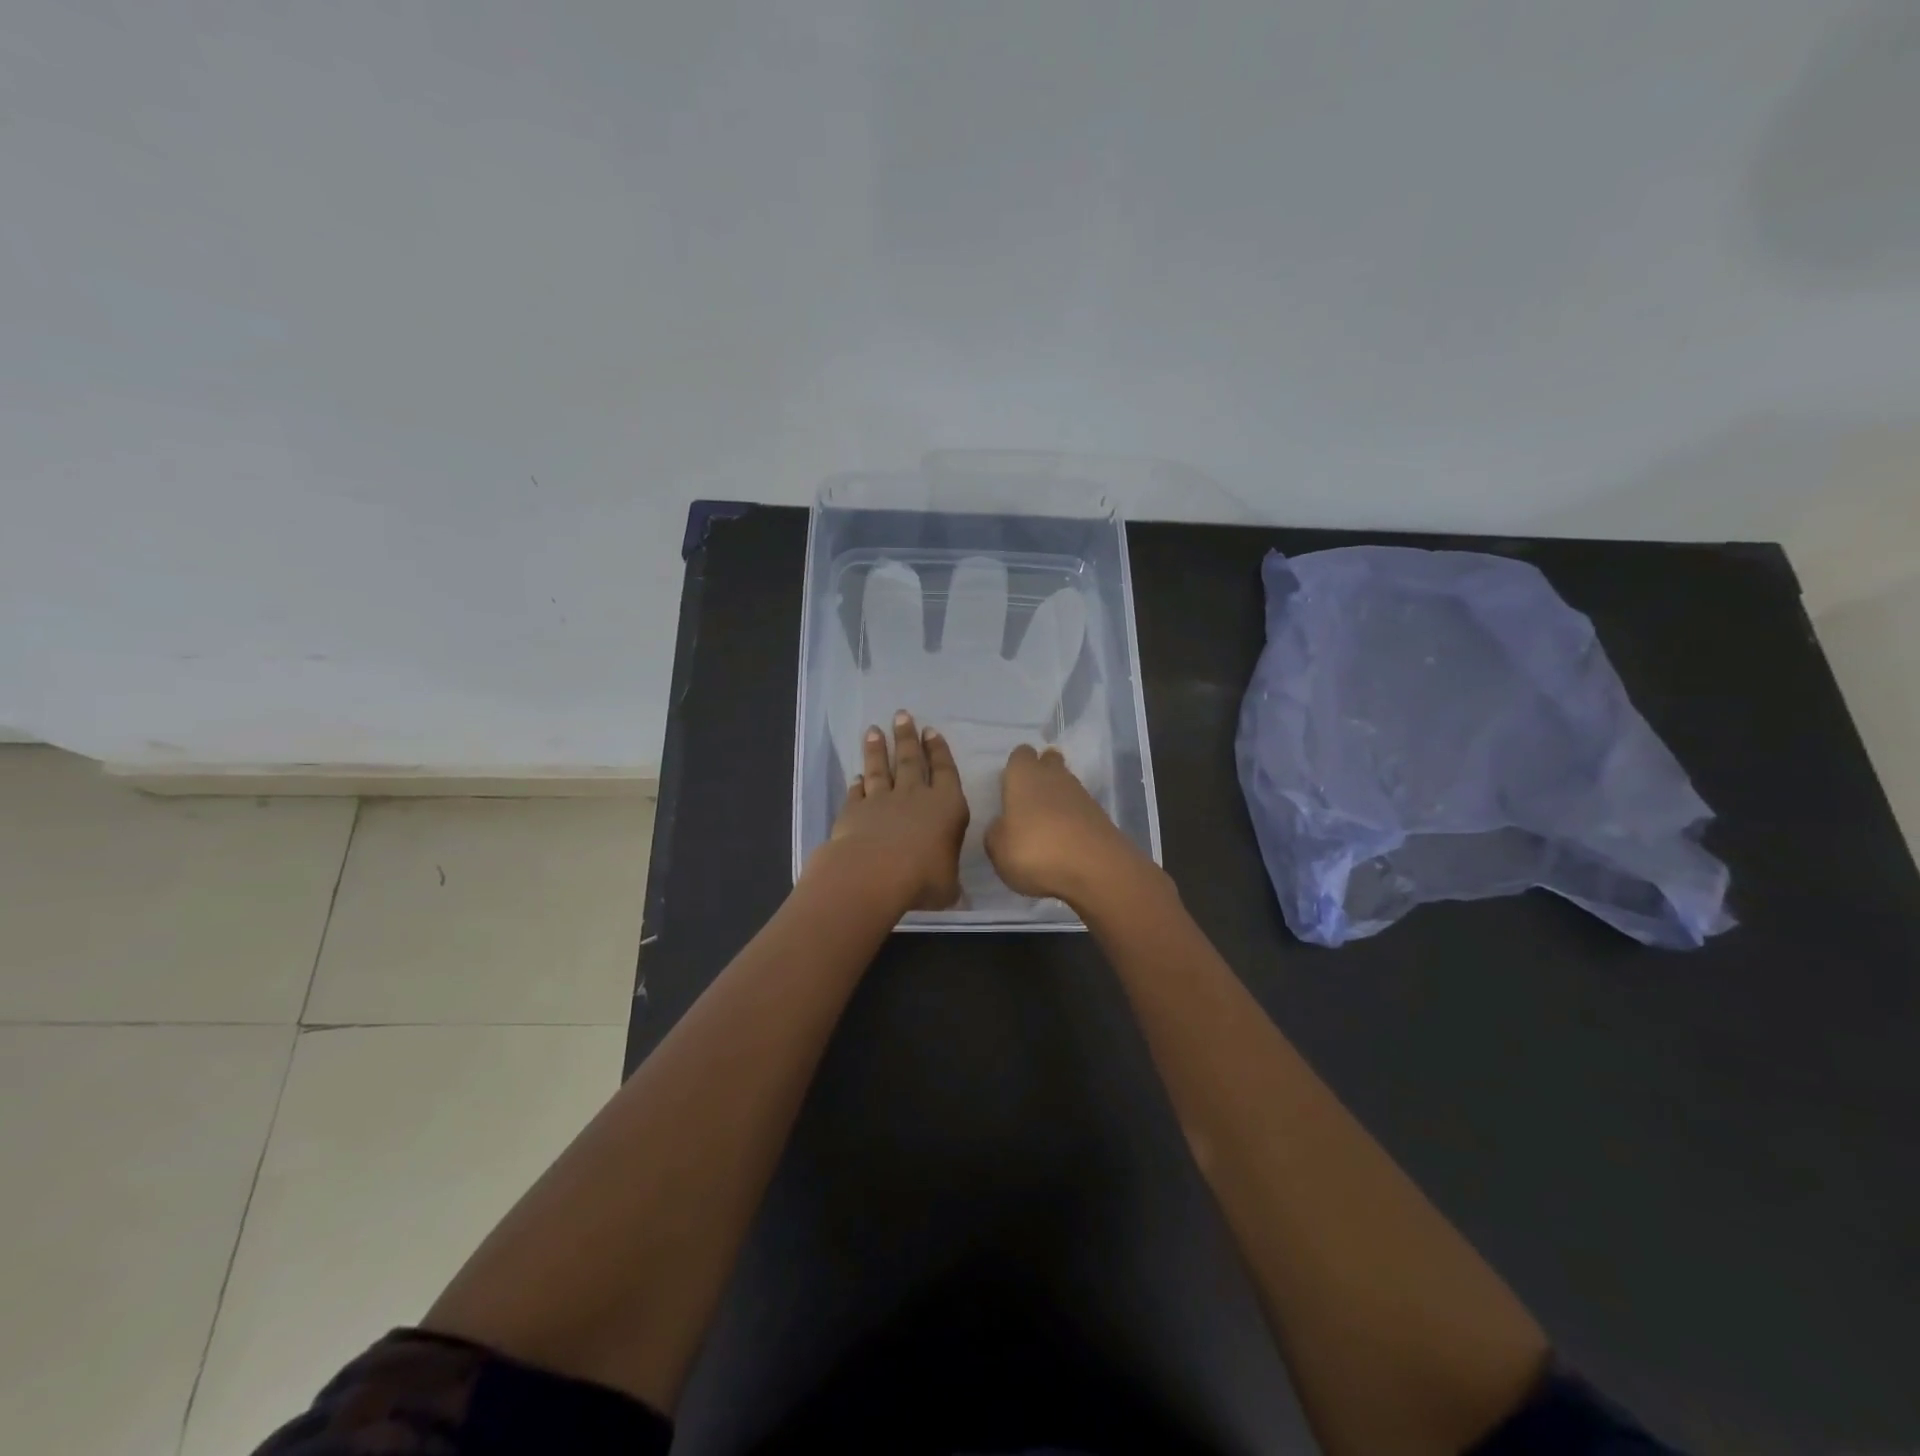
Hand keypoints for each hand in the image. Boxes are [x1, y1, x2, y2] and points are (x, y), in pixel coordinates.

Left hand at [812, 710, 969, 911]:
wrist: (874, 873)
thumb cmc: (923, 878)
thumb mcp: (948, 888)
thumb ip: (951, 886)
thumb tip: (959, 899)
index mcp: (947, 806)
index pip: (945, 770)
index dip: (939, 750)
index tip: (931, 731)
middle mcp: (915, 796)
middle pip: (911, 760)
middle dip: (908, 737)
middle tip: (902, 715)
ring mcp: (882, 800)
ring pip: (881, 769)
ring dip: (878, 750)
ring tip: (874, 731)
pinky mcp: (854, 811)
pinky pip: (857, 793)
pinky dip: (857, 784)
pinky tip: (856, 776)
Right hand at [985, 744, 1147, 907]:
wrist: (1095, 868)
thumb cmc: (1035, 850)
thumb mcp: (998, 849)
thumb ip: (996, 832)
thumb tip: (1002, 825)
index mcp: (1023, 775)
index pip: (1020, 754)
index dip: (1015, 768)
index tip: (1008, 788)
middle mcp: (1053, 776)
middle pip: (1048, 761)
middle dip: (1040, 774)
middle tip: (1027, 802)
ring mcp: (1081, 794)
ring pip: (1065, 785)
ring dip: (1056, 799)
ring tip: (1044, 828)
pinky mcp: (1100, 815)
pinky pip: (1080, 809)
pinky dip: (1072, 820)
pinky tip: (1064, 842)